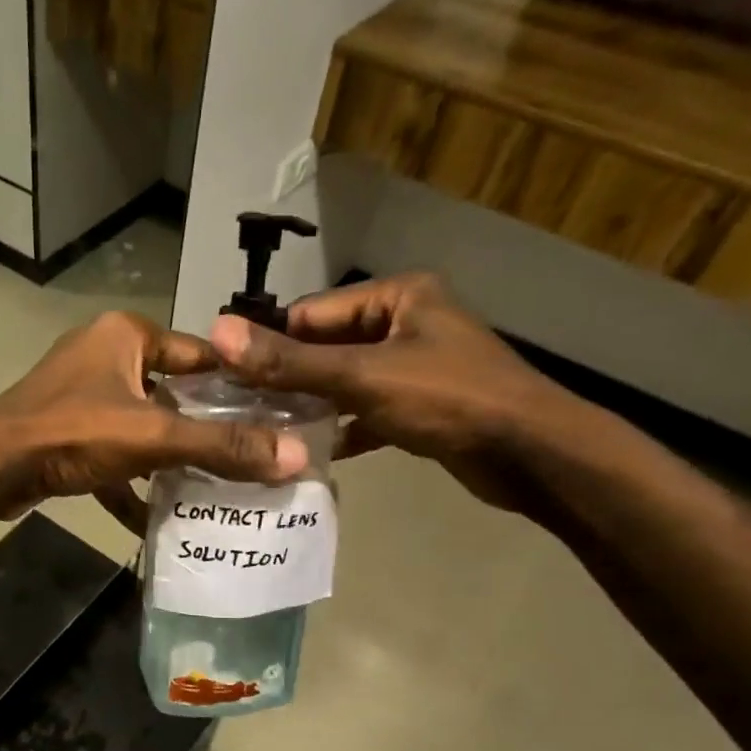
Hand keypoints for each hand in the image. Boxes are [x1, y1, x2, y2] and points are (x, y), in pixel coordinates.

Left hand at [0, 311, 308, 519]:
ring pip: (142, 428)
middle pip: (173, 395)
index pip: (201, 354)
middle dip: (205, 431)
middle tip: (251, 460)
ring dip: (169, 461)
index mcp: (127, 335)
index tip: (275, 417)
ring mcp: (82, 395)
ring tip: (215, 490)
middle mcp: (105, 356)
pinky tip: (154, 519)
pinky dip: (130, 484)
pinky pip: (112, 455)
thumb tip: (297, 458)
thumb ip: (222, 447)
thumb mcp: (153, 437)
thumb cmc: (72, 432)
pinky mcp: (66, 432)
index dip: (238, 386)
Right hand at [209, 273, 587, 513]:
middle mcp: (406, 323)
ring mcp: (415, 366)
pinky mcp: (422, 405)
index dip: (270, 343)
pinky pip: (368, 410)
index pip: (313, 313)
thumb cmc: (448, 400)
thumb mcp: (362, 377)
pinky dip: (345, 428)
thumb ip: (290, 361)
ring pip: (347, 382)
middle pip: (328, 348)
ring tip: (267, 431)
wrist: (530, 454)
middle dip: (290, 379)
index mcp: (398, 296)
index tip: (228, 376)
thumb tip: (220, 333)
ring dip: (313, 406)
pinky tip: (315, 451)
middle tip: (242, 410)